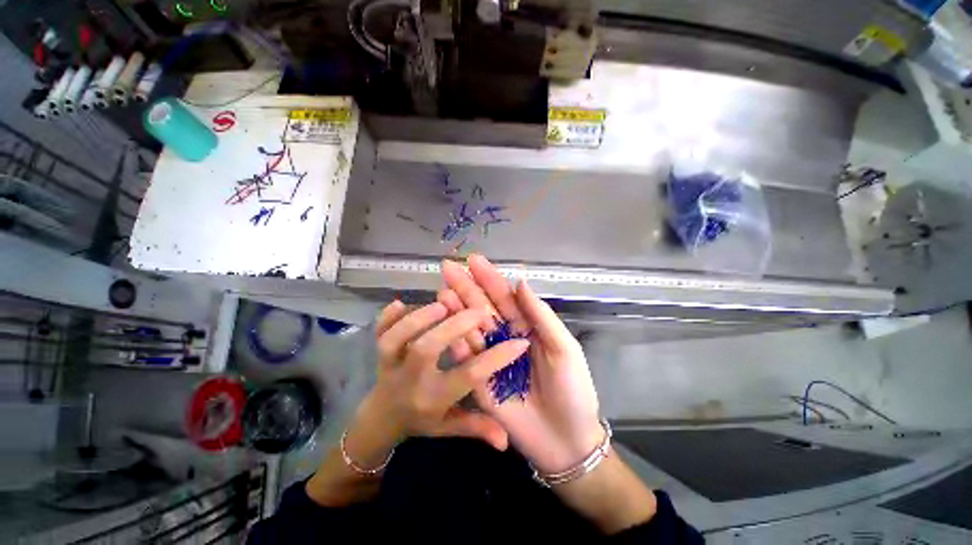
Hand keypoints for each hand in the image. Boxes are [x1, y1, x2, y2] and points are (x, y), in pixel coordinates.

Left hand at [365, 300, 528, 450]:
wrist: (381, 419)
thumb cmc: (421, 420)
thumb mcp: (449, 428)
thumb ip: (477, 428)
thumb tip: (506, 441)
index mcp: (433, 397)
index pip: (468, 376)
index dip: (495, 359)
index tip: (519, 342)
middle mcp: (412, 378)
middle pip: (427, 349)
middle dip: (453, 326)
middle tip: (477, 311)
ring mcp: (390, 363)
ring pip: (397, 338)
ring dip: (419, 318)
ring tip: (444, 303)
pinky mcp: (378, 351)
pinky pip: (378, 331)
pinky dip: (386, 317)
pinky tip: (398, 303)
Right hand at [440, 255, 602, 473]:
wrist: (566, 440)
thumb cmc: (572, 390)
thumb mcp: (563, 348)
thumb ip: (540, 315)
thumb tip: (520, 281)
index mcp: (527, 326)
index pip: (505, 297)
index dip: (489, 278)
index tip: (473, 260)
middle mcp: (505, 337)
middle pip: (483, 307)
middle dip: (467, 287)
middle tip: (448, 267)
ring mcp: (490, 357)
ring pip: (470, 327)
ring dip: (456, 307)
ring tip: (443, 288)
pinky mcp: (479, 379)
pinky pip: (466, 355)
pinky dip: (455, 337)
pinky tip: (444, 320)